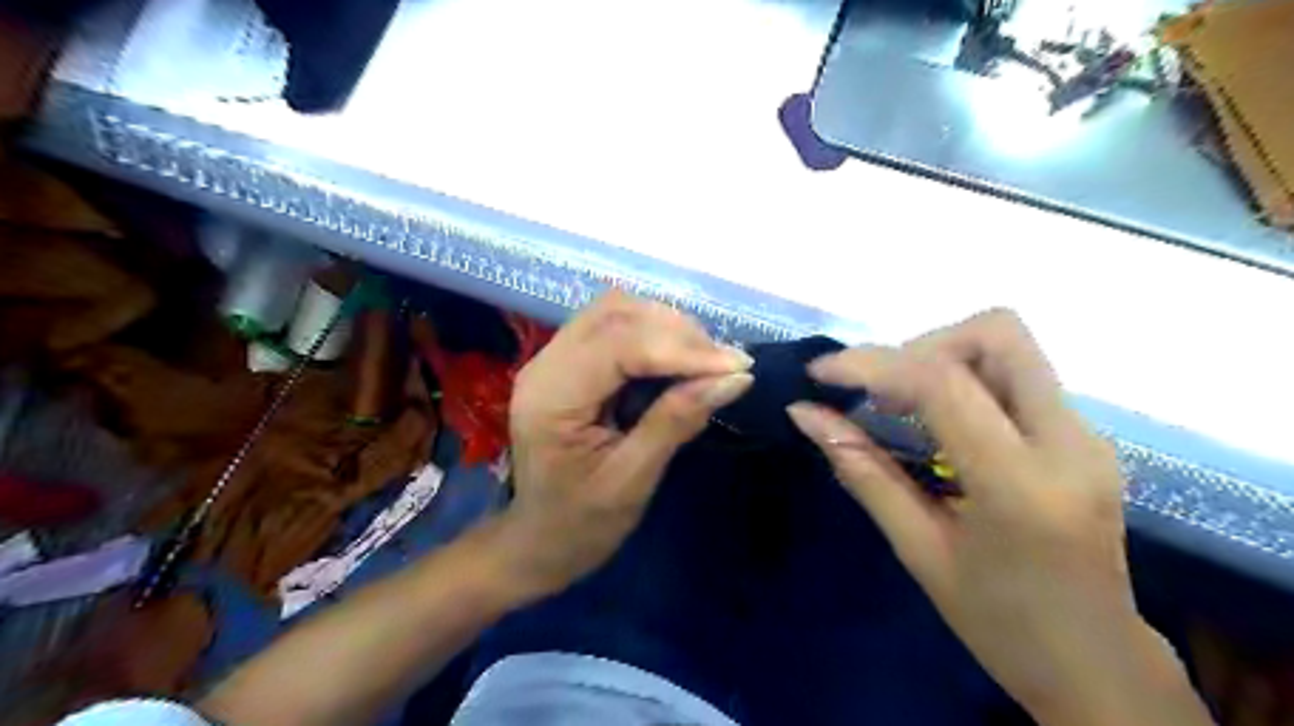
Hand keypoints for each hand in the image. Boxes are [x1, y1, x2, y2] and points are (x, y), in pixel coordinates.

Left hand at [497, 291, 759, 600]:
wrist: (540, 540)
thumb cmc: (582, 524)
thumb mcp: (633, 480)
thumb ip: (677, 421)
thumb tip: (735, 378)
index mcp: (551, 398)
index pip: (620, 346)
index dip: (683, 350)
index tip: (737, 367)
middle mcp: (544, 364)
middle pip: (616, 314)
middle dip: (678, 332)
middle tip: (725, 365)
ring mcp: (552, 358)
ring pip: (616, 311)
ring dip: (668, 327)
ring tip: (707, 362)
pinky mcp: (567, 361)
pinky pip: (614, 327)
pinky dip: (654, 334)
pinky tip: (680, 359)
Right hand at [790, 309, 1213, 722]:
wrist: (1095, 663)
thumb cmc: (998, 622)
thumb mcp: (918, 550)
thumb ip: (862, 471)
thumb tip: (806, 415)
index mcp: (1021, 485)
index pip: (943, 383)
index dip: (872, 364)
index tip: (821, 374)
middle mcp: (1068, 443)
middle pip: (997, 334)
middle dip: (921, 347)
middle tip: (879, 394)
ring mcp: (1085, 435)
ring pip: (1008, 347)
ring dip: (941, 359)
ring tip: (899, 407)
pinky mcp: (1083, 435)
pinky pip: (1015, 376)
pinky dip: (963, 379)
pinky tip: (935, 423)